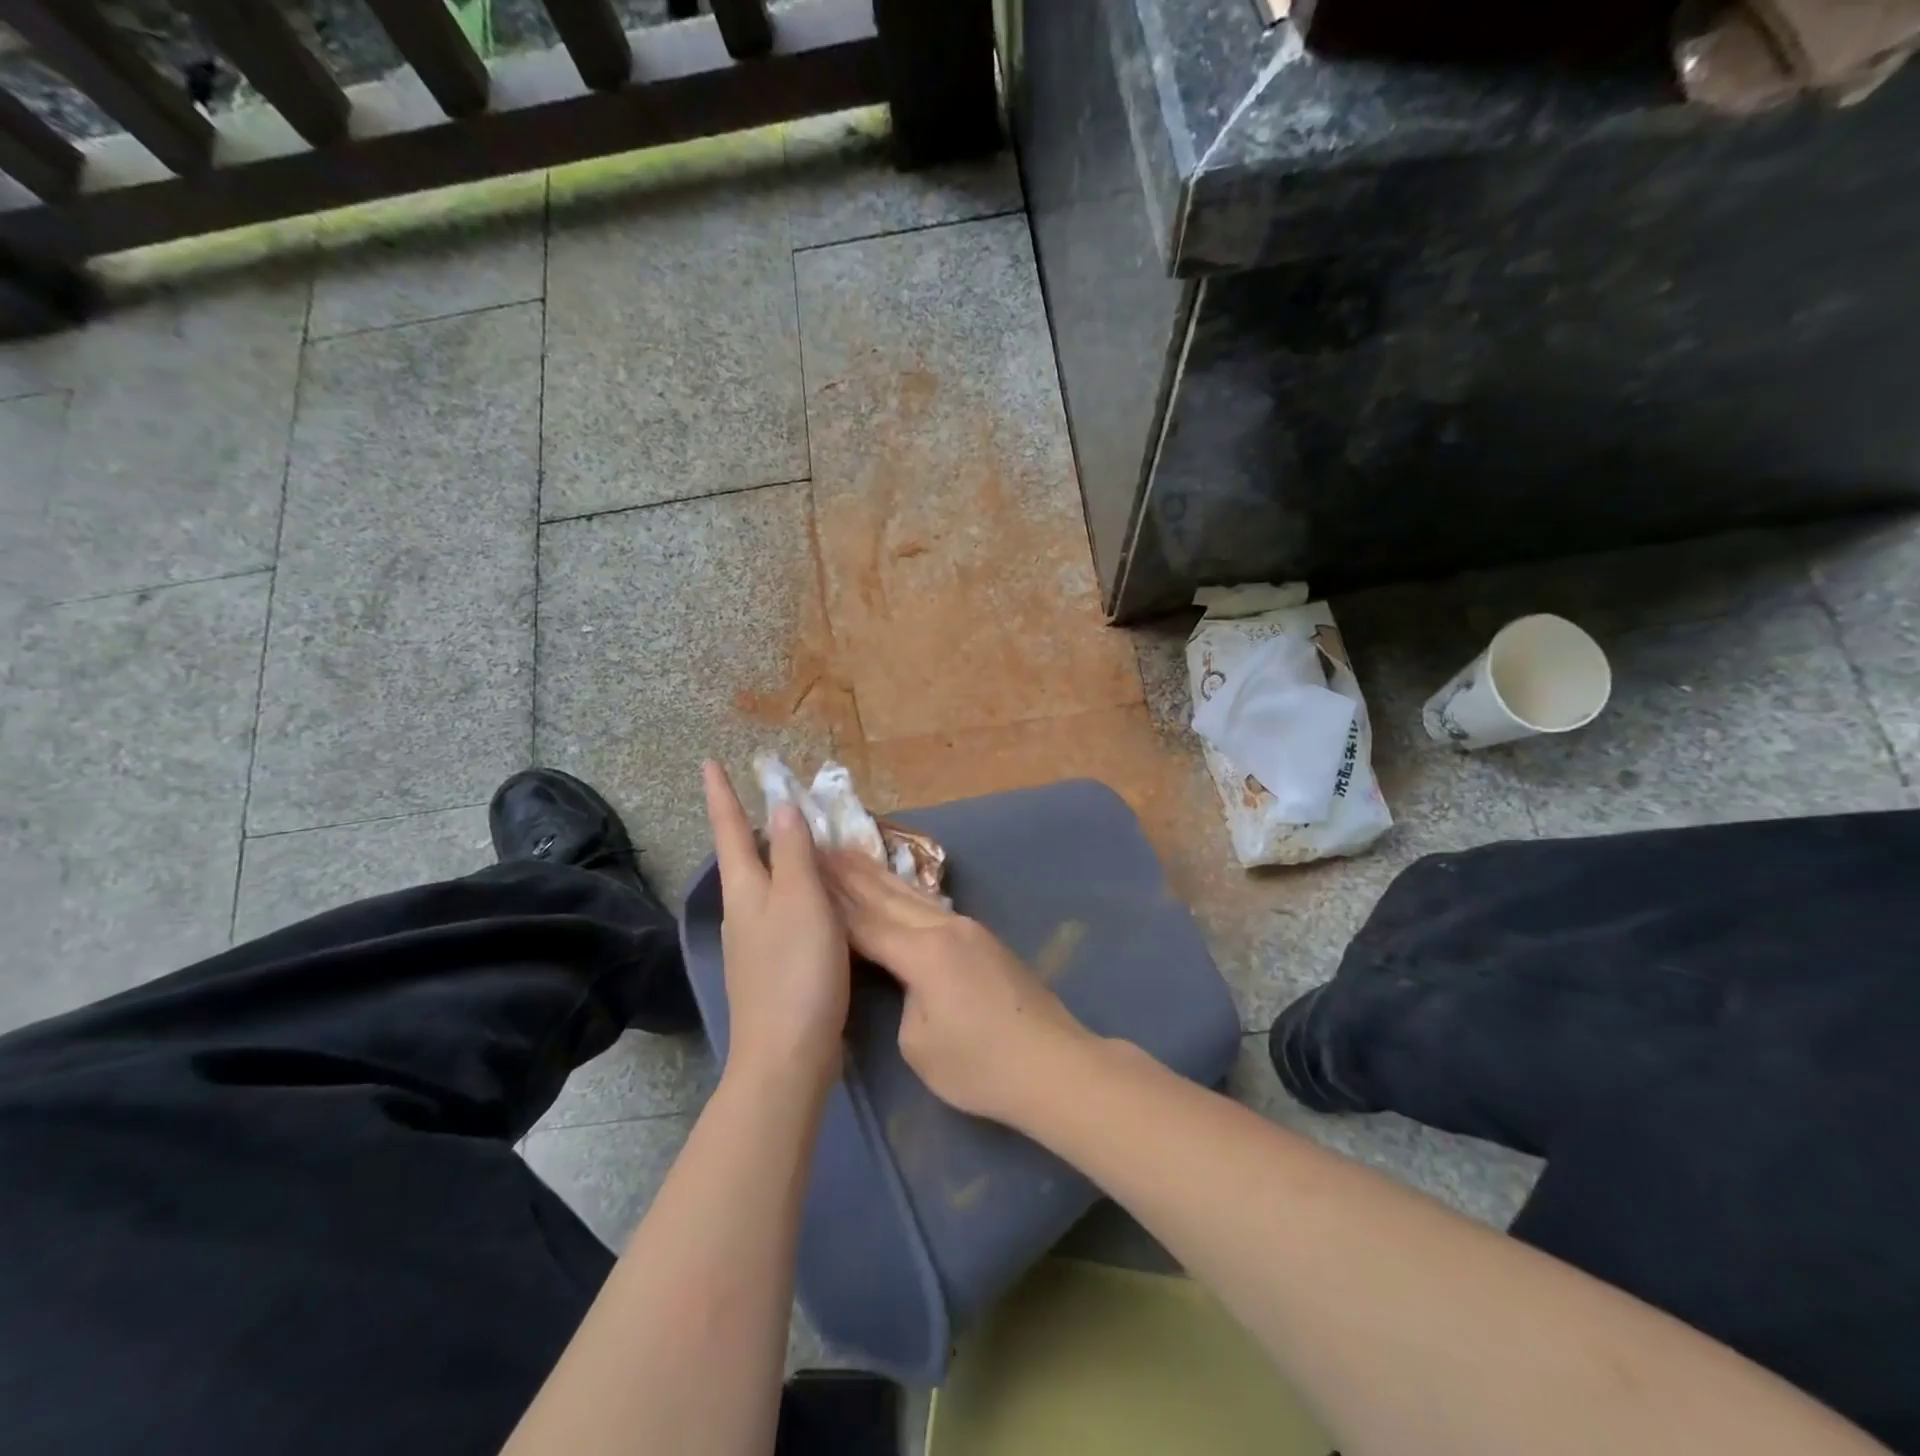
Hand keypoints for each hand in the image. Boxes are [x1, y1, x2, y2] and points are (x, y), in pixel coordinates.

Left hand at [703, 761, 849, 1098]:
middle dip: (750, 825)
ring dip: (776, 857)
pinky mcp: (771, 967)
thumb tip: (781, 805)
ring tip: (799, 839)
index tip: (709, 762)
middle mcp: (742, 911)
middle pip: (743, 857)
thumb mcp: (803, 902)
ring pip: (763, 884)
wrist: (787, 1054)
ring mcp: (754, 942)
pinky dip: (794, 890)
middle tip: (769, 798)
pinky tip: (815, 898)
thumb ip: (795, 853)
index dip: (721, 794)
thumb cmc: (797, 970)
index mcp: (746, 890)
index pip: (730, 829)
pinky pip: (781, 911)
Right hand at [823, 851, 1095, 1127]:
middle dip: (850, 874)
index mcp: (924, 952)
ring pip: (913, 896)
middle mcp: (945, 928)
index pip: (865, 922)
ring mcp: (968, 929)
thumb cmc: (981, 1065)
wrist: (1055, 1065)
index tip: (804, 873)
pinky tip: (896, 888)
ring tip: (850, 854)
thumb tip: (904, 981)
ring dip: (878, 876)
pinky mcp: (984, 940)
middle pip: (888, 896)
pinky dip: (904, 894)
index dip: (831, 902)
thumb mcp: (918, 1045)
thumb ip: (900, 1000)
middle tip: (819, 847)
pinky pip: (932, 907)